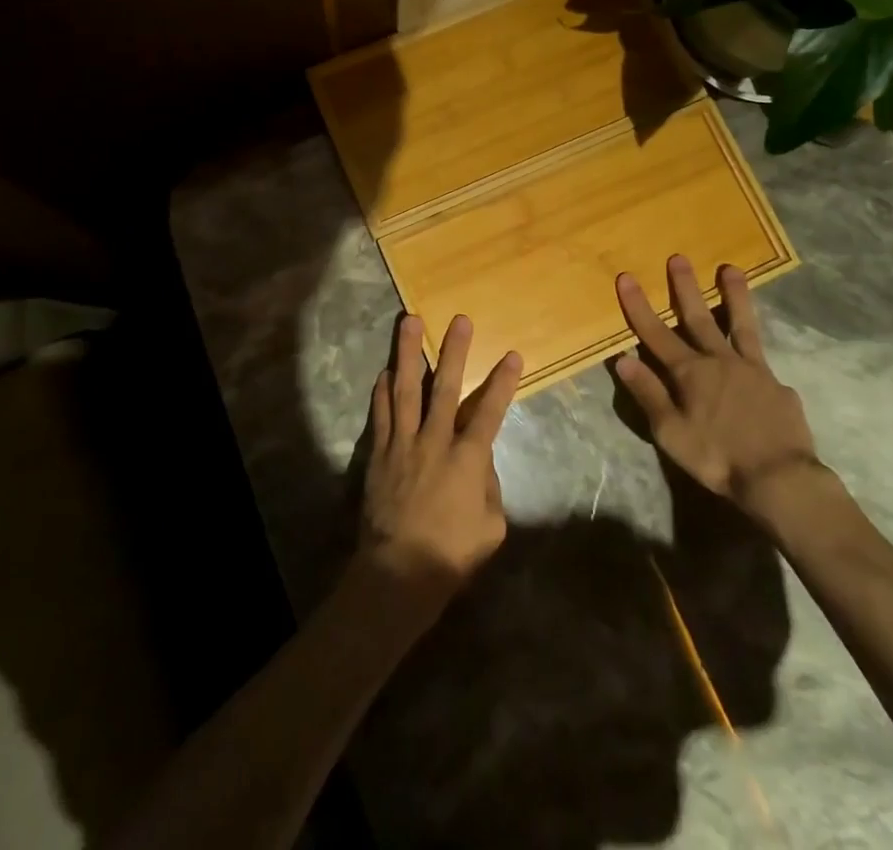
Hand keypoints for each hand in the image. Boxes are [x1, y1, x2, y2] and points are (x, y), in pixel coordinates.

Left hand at [360, 315, 521, 603]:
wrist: (400, 572)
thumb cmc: (452, 554)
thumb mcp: (491, 528)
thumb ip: (489, 487)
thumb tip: (481, 461)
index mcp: (468, 460)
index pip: (490, 413)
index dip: (504, 383)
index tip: (514, 354)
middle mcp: (435, 441)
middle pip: (446, 388)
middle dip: (455, 351)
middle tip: (459, 320)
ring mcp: (403, 443)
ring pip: (406, 388)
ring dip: (409, 352)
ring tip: (409, 321)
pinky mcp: (379, 452)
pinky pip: (381, 414)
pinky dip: (382, 391)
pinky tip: (385, 371)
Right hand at [614, 256, 822, 516]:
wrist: (780, 479)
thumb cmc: (716, 457)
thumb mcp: (670, 432)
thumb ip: (648, 393)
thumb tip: (623, 358)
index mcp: (689, 372)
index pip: (655, 332)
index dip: (638, 305)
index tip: (626, 277)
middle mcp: (719, 361)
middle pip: (698, 317)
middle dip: (685, 286)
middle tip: (678, 257)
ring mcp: (752, 370)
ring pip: (740, 324)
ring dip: (733, 295)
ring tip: (731, 269)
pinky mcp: (777, 385)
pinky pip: (763, 361)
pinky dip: (755, 353)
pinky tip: (756, 360)